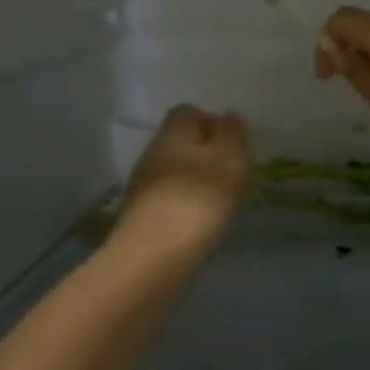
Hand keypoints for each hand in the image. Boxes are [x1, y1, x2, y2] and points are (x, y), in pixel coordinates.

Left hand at [115, 105, 250, 253]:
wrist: (153, 258)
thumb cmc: (200, 198)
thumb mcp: (230, 160)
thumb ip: (232, 134)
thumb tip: (228, 115)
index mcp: (174, 130)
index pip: (188, 112)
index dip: (209, 121)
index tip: (231, 142)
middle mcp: (152, 151)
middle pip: (178, 142)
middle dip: (201, 153)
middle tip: (228, 173)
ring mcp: (141, 186)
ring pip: (171, 172)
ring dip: (192, 181)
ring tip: (217, 201)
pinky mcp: (137, 217)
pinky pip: (165, 200)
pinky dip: (182, 205)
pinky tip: (198, 223)